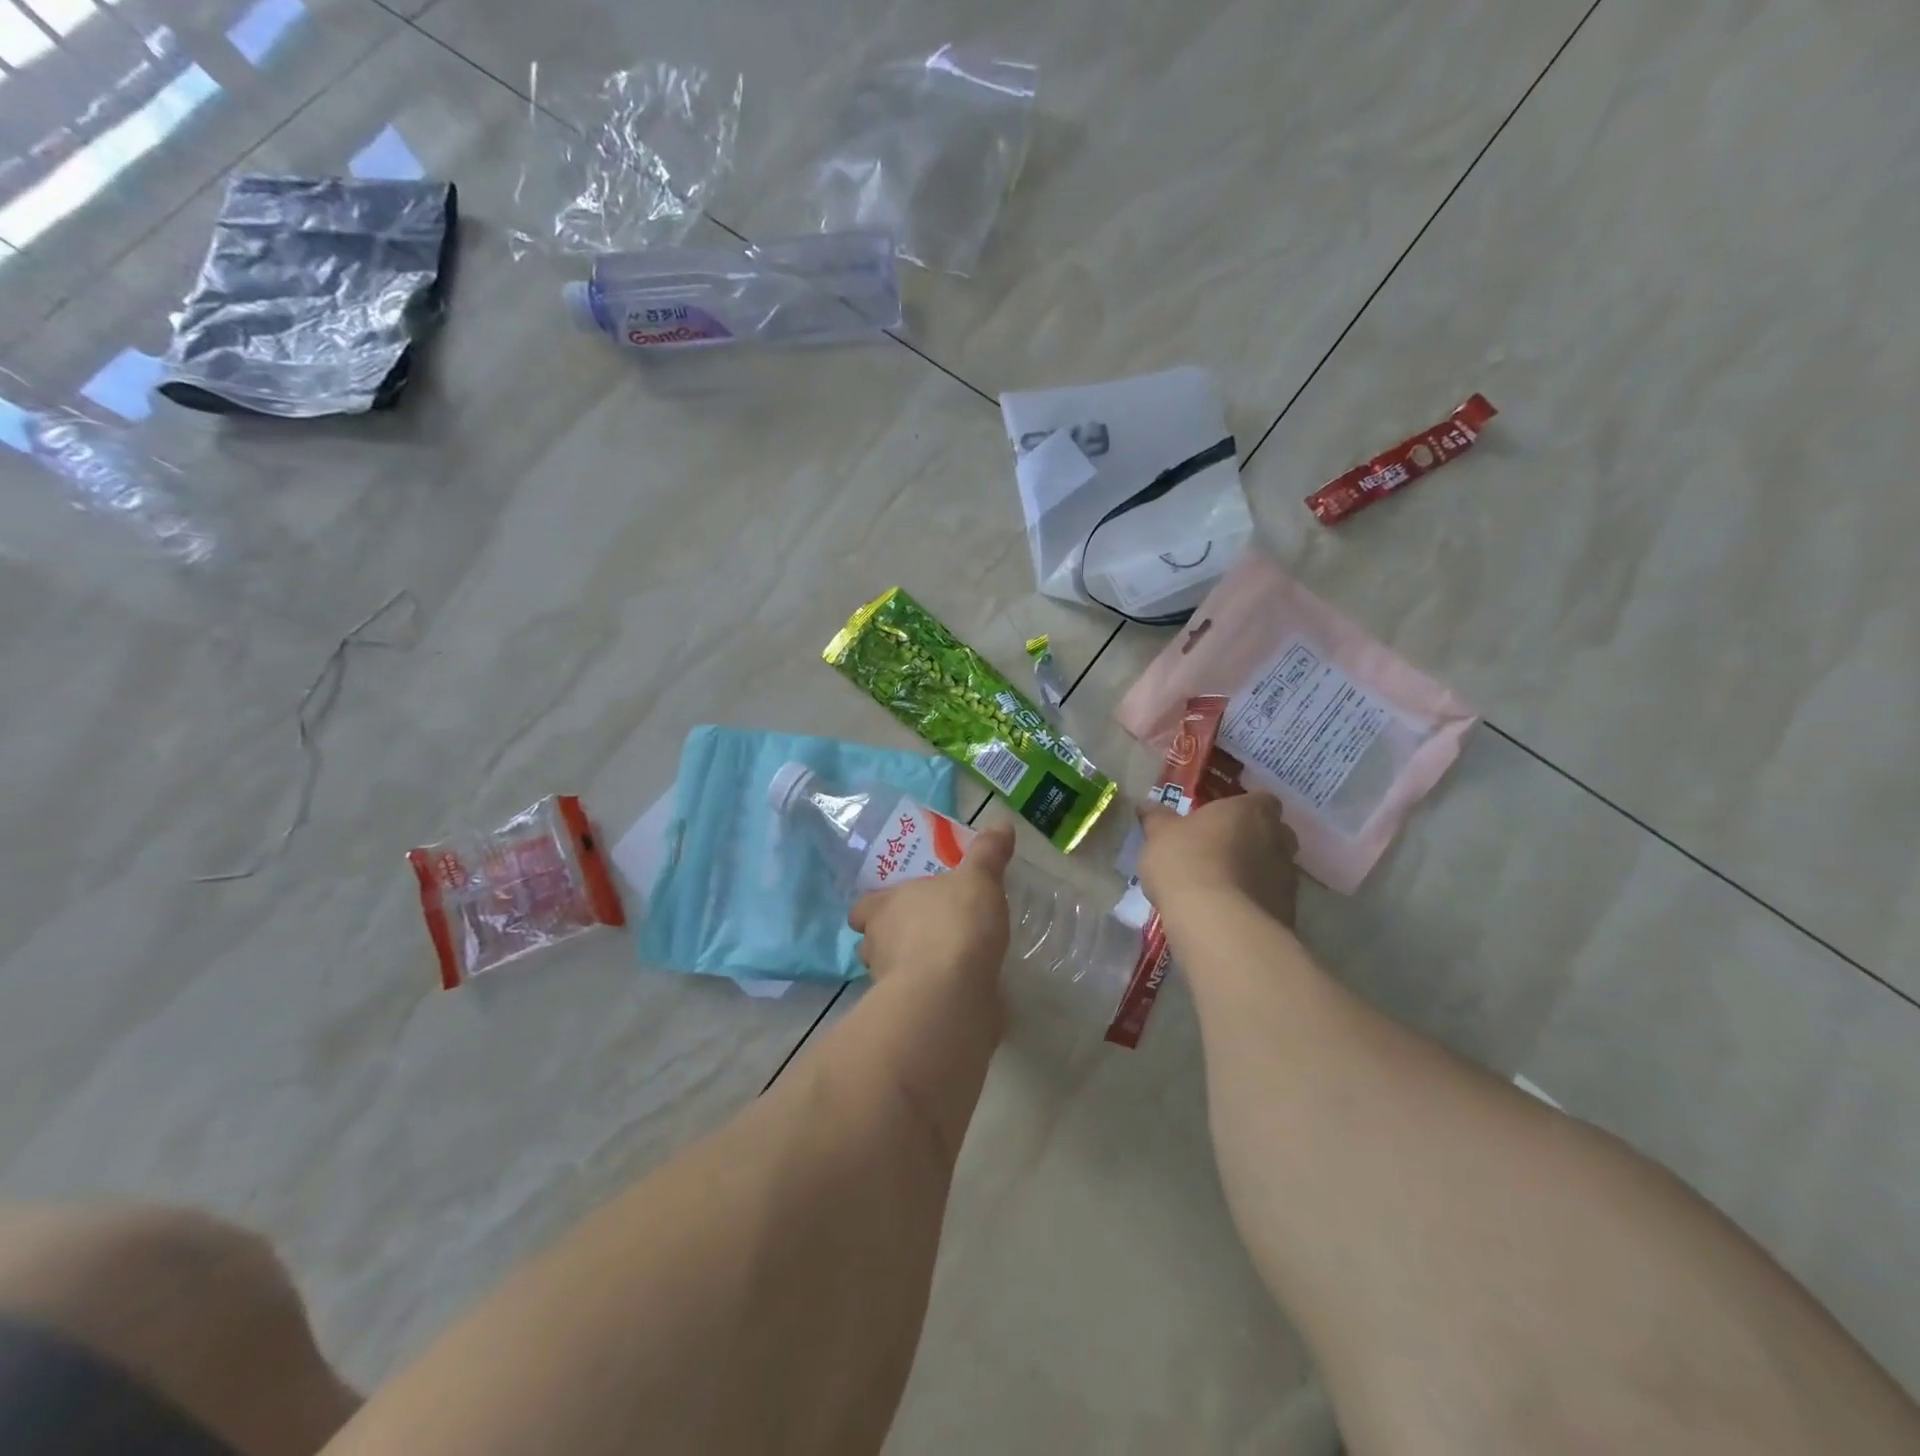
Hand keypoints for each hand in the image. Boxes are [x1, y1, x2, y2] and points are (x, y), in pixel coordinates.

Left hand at [849, 825, 1014, 985]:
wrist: (951, 995)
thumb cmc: (955, 924)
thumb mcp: (978, 879)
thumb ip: (987, 854)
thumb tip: (1001, 824)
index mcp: (883, 907)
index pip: (863, 907)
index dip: (876, 907)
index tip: (895, 908)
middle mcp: (876, 945)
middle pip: (875, 941)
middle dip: (896, 939)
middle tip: (927, 934)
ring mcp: (888, 985)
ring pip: (893, 973)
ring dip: (913, 969)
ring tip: (944, 964)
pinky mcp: (910, 1016)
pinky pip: (918, 1001)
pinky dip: (933, 996)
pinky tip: (958, 992)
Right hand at [1137, 792, 1298, 927]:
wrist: (1217, 921)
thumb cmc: (1187, 862)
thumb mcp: (1160, 835)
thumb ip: (1157, 818)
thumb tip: (1147, 805)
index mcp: (1251, 810)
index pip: (1262, 800)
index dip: (1244, 808)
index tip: (1223, 819)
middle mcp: (1277, 838)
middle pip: (1274, 833)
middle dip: (1254, 839)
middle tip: (1222, 850)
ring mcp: (1287, 876)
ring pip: (1274, 867)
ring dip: (1254, 871)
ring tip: (1222, 886)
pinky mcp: (1286, 910)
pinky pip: (1270, 898)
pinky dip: (1255, 901)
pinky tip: (1229, 912)